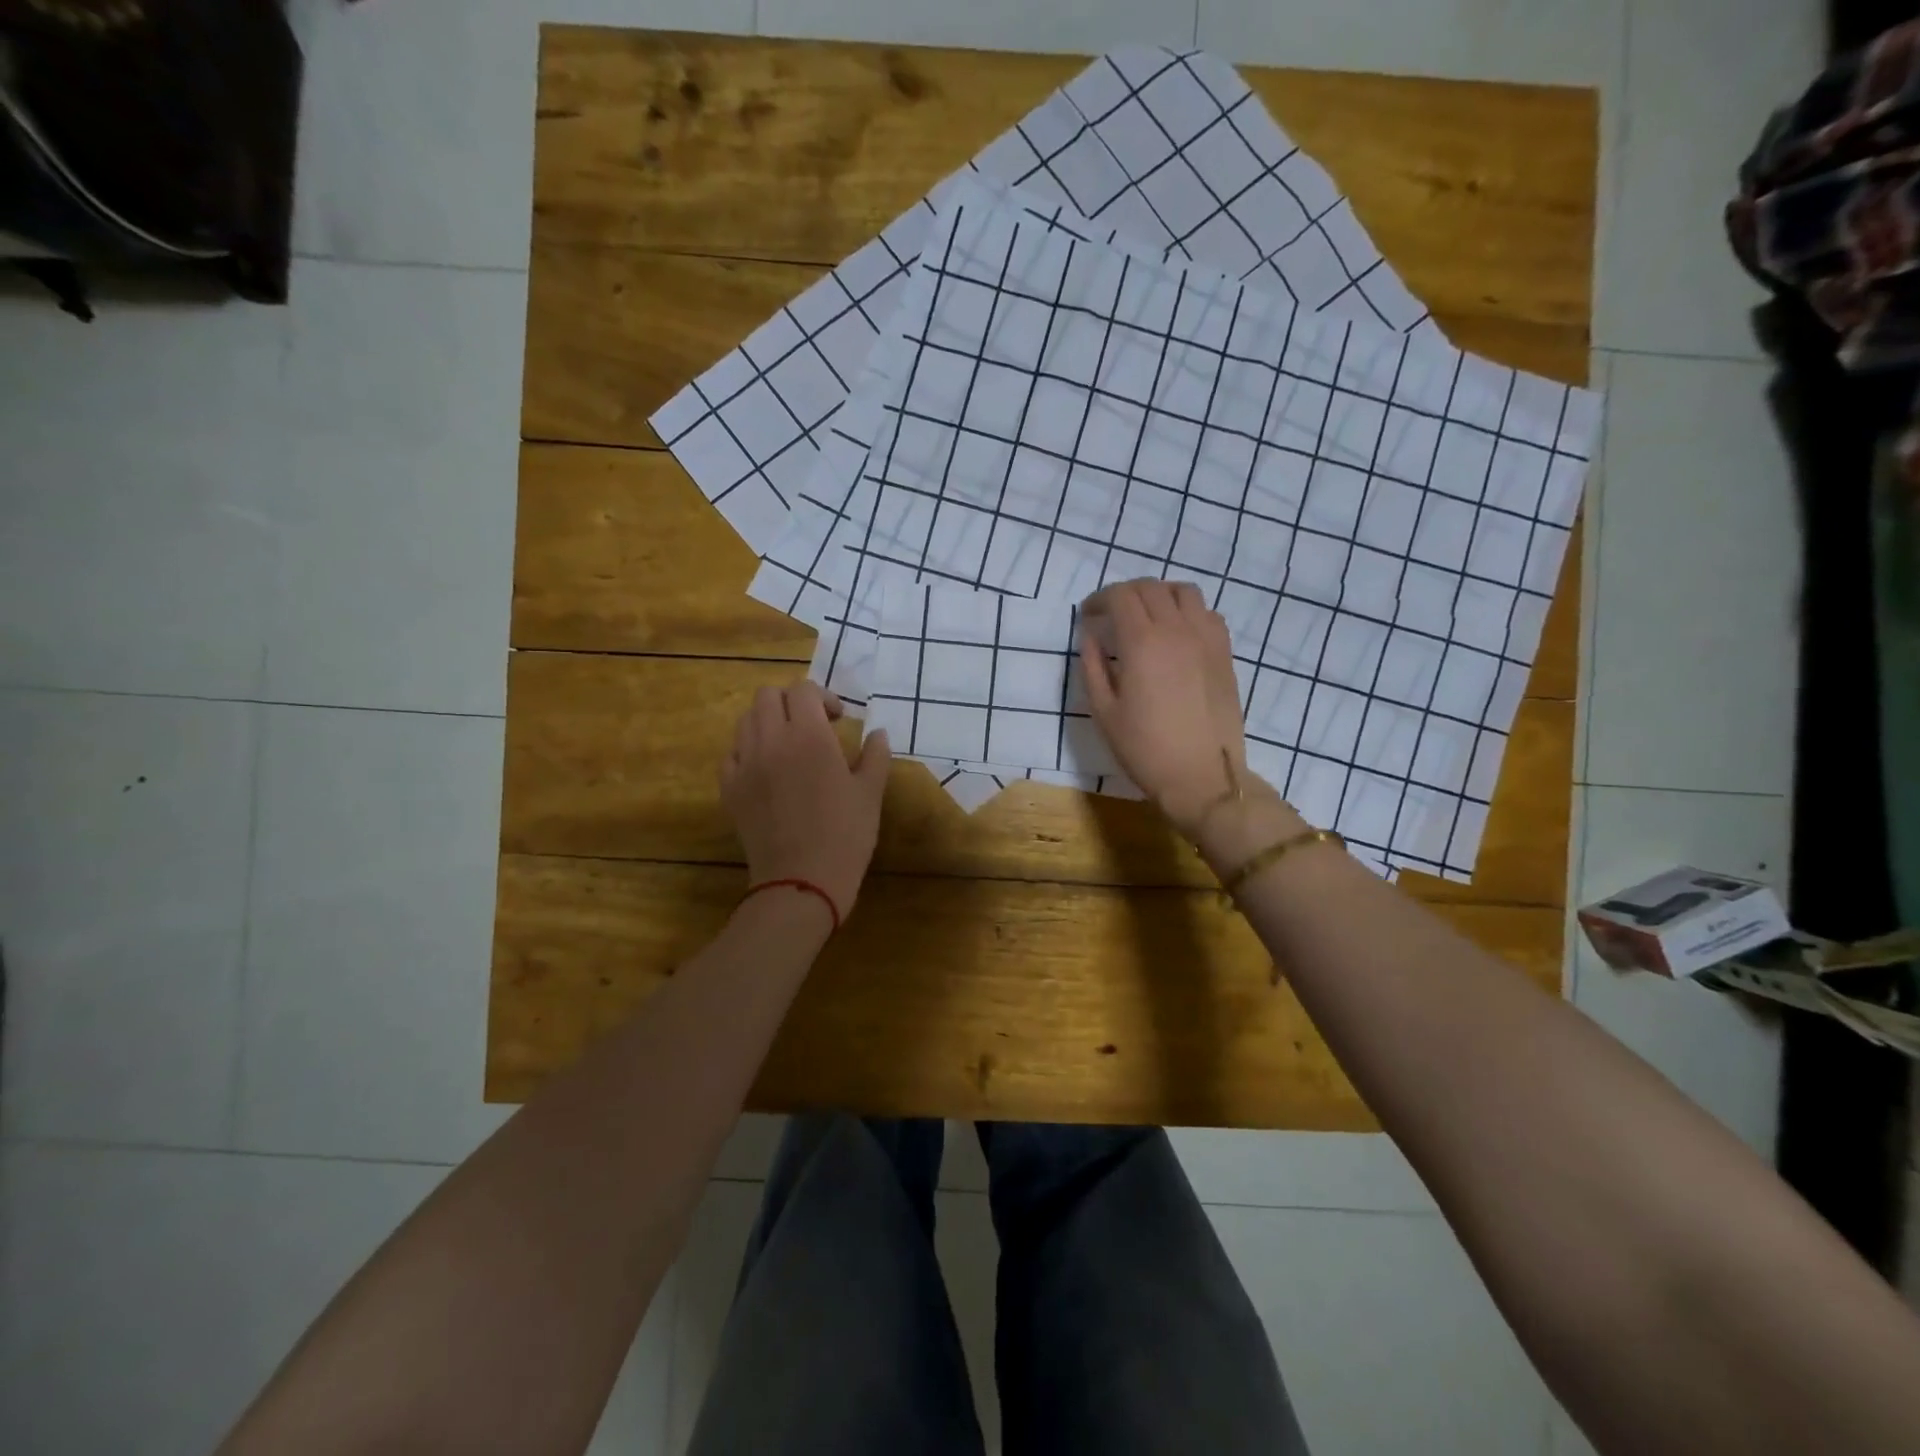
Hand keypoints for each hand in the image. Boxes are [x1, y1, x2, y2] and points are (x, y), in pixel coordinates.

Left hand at [721, 680, 892, 923]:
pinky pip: (731, 754)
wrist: (801, 882)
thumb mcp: (871, 794)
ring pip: (746, 721)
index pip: (803, 690)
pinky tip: (766, 771)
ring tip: (788, 746)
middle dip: (791, 703)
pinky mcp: (729, 789)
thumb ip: (875, 756)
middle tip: (812, 726)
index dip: (822, 697)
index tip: (838, 720)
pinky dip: (748, 751)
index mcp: (809, 736)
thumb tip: (877, 733)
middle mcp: (771, 740)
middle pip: (767, 696)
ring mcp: (745, 764)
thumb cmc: (845, 836)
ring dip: (767, 723)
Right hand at [1078, 580, 1260, 832]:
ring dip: (1159, 594)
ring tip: (1146, 615)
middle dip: (1124, 594)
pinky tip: (1177, 633)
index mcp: (1142, 642)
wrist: (1201, 776)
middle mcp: (1177, 629)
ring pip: (1184, 591)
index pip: (1120, 596)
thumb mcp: (1104, 712)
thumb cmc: (1145, 749)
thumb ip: (1093, 667)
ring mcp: (1206, 638)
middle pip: (1150, 587)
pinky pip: (1207, 613)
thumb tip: (1090, 636)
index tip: (1087, 615)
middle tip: (1110, 615)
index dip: (1099, 599)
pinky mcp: (1225, 653)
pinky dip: (1187, 611)